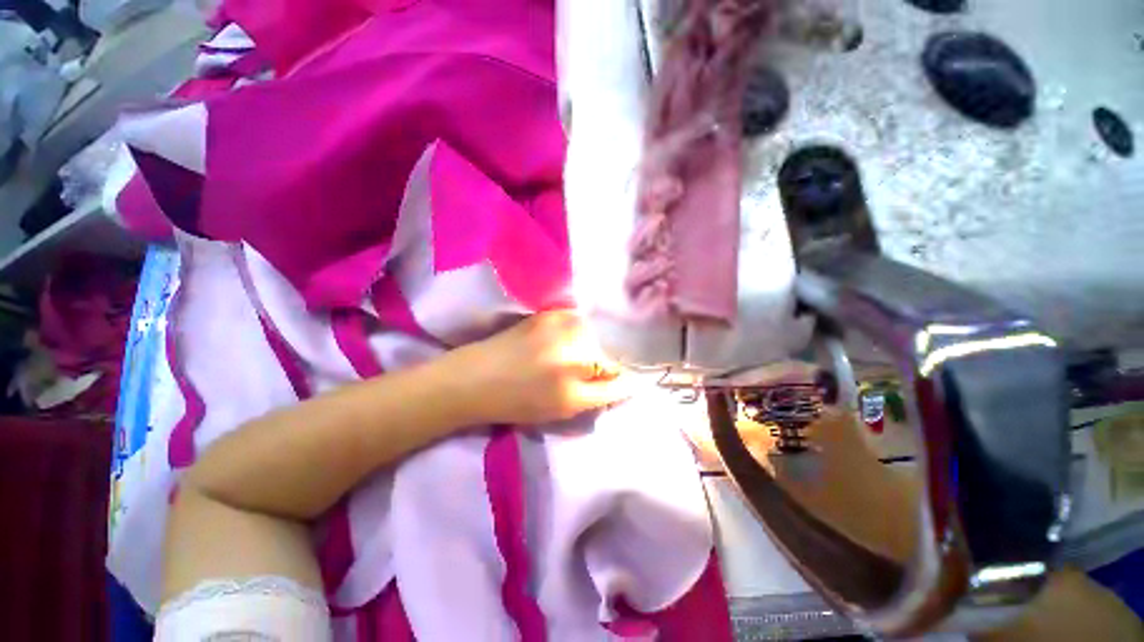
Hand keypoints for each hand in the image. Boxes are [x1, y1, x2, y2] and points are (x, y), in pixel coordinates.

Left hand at [448, 311, 631, 424]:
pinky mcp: (550, 313)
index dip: (623, 379)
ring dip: (595, 344)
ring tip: (579, 353)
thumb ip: (599, 394)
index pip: (619, 378)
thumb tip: (626, 380)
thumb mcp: (563, 409)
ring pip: (598, 334)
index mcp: (575, 387)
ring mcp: (562, 327)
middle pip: (612, 353)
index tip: (623, 380)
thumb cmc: (518, 402)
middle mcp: (573, 353)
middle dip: (608, 362)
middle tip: (594, 369)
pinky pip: (580, 321)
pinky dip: (581, 330)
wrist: (477, 378)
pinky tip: (567, 339)